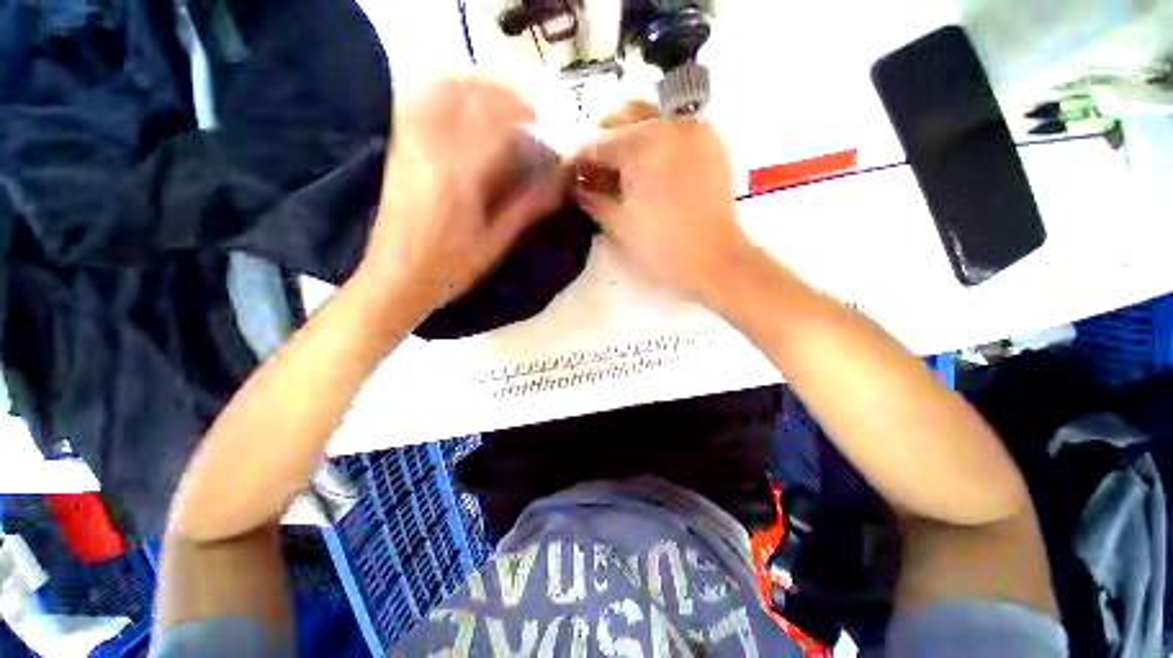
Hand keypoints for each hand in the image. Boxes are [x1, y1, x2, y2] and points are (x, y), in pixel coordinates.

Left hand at [356, 76, 565, 319]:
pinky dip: (450, 96)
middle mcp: (431, 149)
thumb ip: (526, 207)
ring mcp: (409, 144)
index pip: (500, 126)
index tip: (551, 128)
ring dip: (480, 89)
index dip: (530, 119)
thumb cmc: (451, 270)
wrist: (395, 279)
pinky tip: (468, 110)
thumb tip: (559, 182)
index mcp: (460, 176)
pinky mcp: (399, 149)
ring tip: (505, 105)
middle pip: (473, 97)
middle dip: (509, 97)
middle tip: (533, 114)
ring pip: (445, 92)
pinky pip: (423, 104)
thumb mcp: (495, 243)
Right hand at [572, 101, 751, 306]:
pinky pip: (675, 131)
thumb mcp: (617, 225)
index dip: (577, 161)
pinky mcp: (712, 144)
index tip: (567, 177)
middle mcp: (671, 123)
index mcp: (644, 142)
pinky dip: (656, 143)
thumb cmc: (662, 247)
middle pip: (623, 120)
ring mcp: (696, 130)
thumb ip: (591, 199)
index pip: (597, 142)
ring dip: (628, 139)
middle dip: (602, 145)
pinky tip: (649, 168)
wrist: (716, 261)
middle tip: (594, 174)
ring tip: (620, 170)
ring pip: (650, 119)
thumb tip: (576, 186)